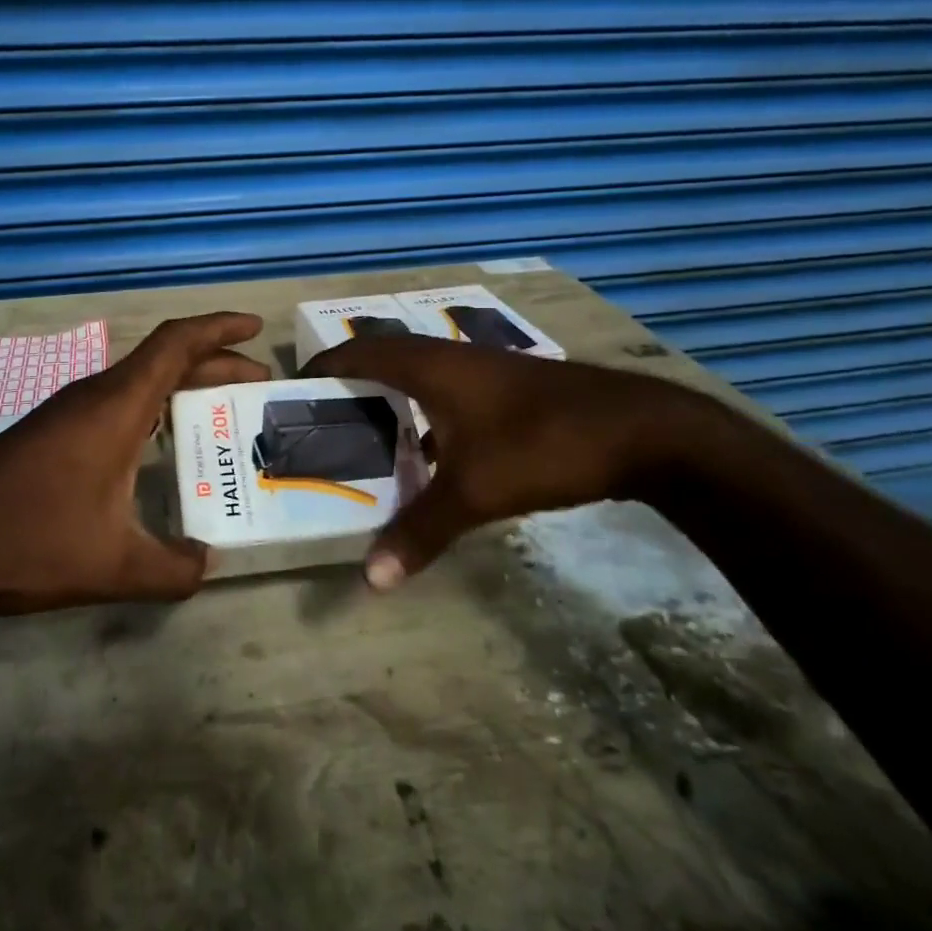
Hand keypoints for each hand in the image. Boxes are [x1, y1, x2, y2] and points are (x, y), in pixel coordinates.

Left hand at [0, 312, 269, 613]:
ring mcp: (67, 412)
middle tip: (257, 382)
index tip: (255, 327)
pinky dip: (152, 410)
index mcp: (116, 406)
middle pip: (164, 360)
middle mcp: (94, 395)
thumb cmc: (27, 540)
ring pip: (139, 383)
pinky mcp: (50, 433)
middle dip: (215, 363)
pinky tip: (158, 448)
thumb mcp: (112, 565)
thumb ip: (172, 569)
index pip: (176, 342)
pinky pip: (116, 404)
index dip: (219, 328)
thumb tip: (206, 565)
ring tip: (218, 412)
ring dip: (182, 387)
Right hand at [304, 336, 711, 590]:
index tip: (293, 390)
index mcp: (430, 367)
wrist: (638, 430)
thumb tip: (371, 578)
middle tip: (322, 420)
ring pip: (419, 375)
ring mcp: (483, 369)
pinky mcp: (508, 387)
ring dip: (390, 398)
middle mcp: (450, 357)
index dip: (323, 365)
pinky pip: (447, 390)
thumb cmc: (542, 445)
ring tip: (364, 436)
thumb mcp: (475, 491)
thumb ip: (420, 531)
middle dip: (350, 384)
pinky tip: (428, 454)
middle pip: (384, 359)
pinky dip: (425, 414)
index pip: (358, 352)